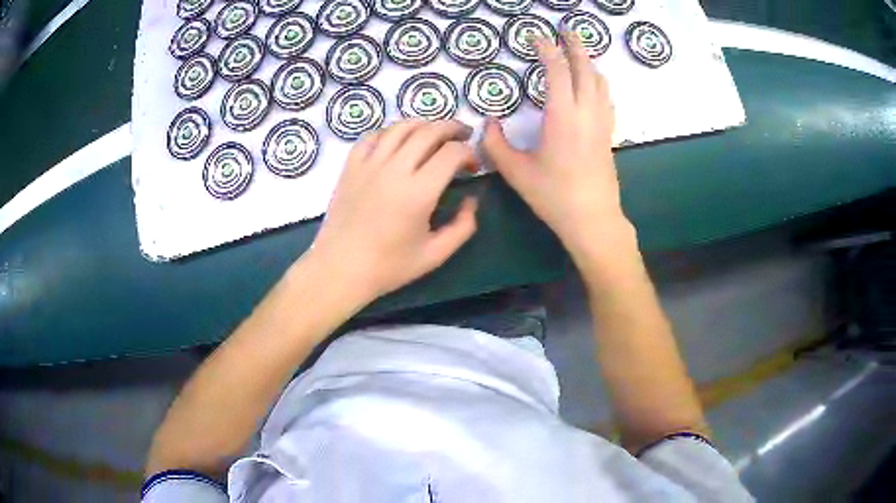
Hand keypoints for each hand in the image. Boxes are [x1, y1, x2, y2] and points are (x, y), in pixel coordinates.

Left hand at [309, 119, 478, 303]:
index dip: (469, 153)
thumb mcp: (435, 255)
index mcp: (418, 192)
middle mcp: (394, 169)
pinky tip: (398, 141)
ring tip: (435, 132)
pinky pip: (373, 136)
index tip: (473, 166)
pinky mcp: (351, 166)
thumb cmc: (388, 267)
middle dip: (452, 128)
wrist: (340, 269)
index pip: (452, 153)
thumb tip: (472, 199)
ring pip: (401, 127)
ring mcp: (369, 164)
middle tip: (463, 134)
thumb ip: (463, 226)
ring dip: (424, 124)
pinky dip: (391, 132)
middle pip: (428, 131)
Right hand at [483, 33, 631, 262]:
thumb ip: (496, 144)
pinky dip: (598, 82)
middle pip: (584, 68)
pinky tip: (593, 84)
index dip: (546, 50)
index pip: (556, 70)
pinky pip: (606, 98)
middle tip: (567, 29)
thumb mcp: (516, 172)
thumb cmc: (553, 196)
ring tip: (579, 52)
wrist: (593, 220)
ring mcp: (601, 122)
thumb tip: (489, 123)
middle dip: (575, 45)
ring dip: (589, 62)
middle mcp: (586, 112)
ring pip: (600, 81)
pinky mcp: (608, 134)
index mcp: (562, 115)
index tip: (536, 38)